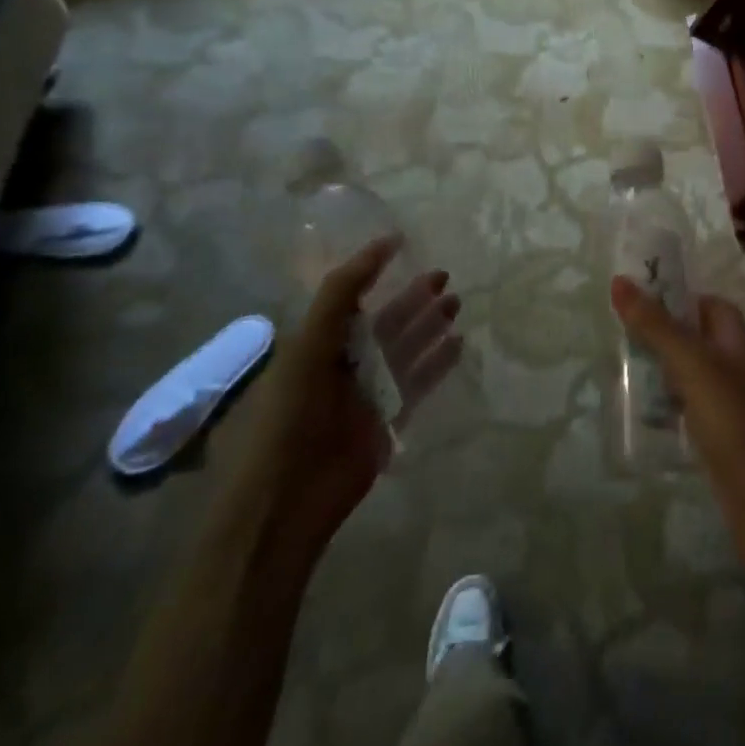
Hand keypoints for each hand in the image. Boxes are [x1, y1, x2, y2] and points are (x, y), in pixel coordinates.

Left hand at [240, 237, 463, 548]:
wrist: (286, 500)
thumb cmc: (290, 415)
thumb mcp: (308, 345)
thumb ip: (341, 296)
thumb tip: (382, 245)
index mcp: (316, 345)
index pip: (350, 299)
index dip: (374, 272)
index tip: (403, 245)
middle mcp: (342, 365)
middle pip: (384, 323)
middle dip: (412, 299)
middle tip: (444, 276)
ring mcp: (366, 394)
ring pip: (404, 350)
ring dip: (429, 325)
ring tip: (456, 302)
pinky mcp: (387, 422)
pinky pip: (417, 384)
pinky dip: (437, 363)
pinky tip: (458, 343)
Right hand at [609, 277, 744, 584]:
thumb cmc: (732, 420)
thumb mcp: (691, 364)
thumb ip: (655, 324)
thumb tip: (619, 280)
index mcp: (734, 339)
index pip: (706, 302)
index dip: (676, 295)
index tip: (635, 294)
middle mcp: (731, 365)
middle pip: (691, 336)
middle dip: (657, 332)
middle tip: (614, 329)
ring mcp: (723, 402)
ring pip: (684, 373)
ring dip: (655, 368)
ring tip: (613, 364)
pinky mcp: (713, 436)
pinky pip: (681, 407)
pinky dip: (660, 404)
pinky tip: (633, 410)